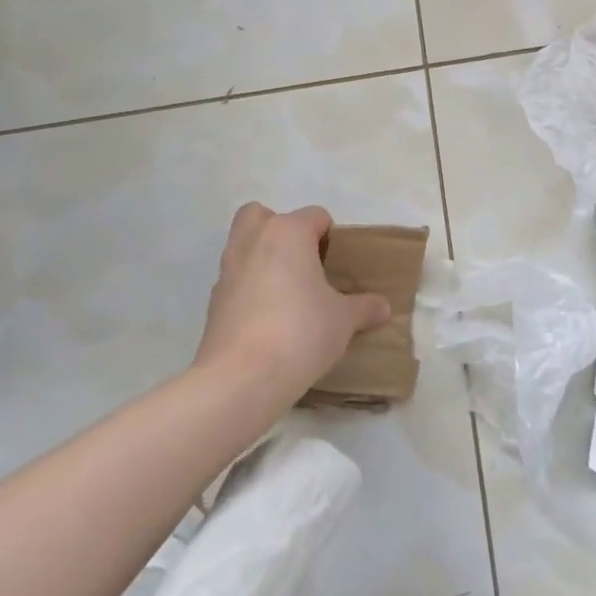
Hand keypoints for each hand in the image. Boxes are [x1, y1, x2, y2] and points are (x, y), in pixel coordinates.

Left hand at [193, 203, 390, 401]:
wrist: (241, 379)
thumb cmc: (301, 331)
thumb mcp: (344, 320)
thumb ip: (364, 308)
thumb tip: (383, 307)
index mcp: (288, 233)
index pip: (315, 216)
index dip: (331, 237)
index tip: (339, 266)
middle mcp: (253, 242)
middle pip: (261, 216)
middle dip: (280, 230)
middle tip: (302, 262)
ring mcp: (227, 271)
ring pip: (243, 247)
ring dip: (262, 259)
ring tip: (287, 293)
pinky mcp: (212, 303)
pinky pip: (235, 282)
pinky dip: (248, 291)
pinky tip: (268, 320)